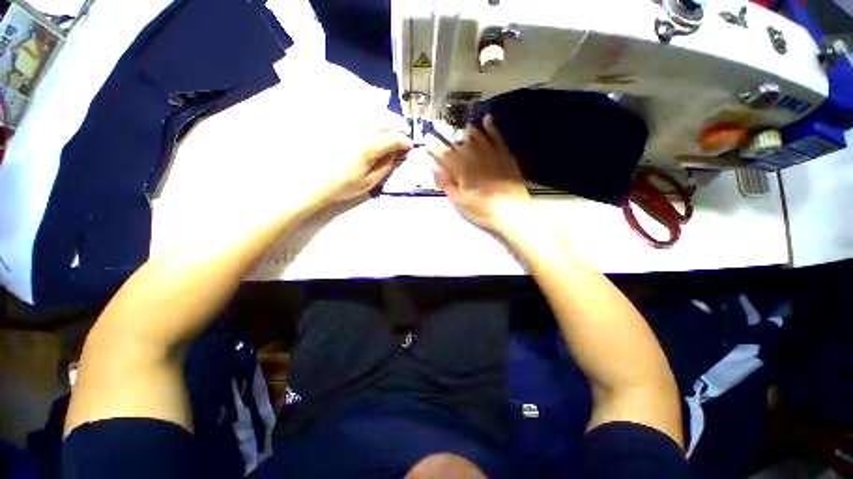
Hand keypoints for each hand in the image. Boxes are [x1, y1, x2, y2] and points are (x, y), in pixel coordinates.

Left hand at [317, 123, 412, 203]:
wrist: (316, 182)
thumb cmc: (345, 185)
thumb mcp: (370, 182)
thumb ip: (386, 166)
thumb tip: (395, 155)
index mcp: (369, 147)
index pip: (393, 139)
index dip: (404, 142)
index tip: (410, 146)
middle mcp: (360, 132)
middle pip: (384, 122)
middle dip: (398, 127)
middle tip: (405, 135)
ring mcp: (349, 127)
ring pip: (372, 116)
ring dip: (386, 121)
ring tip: (392, 129)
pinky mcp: (340, 127)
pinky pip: (359, 117)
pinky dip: (372, 119)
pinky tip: (375, 126)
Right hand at [427, 115, 532, 233]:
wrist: (512, 211)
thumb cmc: (482, 209)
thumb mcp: (459, 201)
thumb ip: (445, 182)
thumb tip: (433, 166)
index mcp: (461, 169)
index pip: (443, 154)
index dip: (434, 146)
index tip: (426, 137)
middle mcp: (474, 156)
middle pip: (457, 141)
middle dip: (445, 131)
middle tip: (437, 123)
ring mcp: (490, 152)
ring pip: (475, 135)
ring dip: (464, 128)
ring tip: (456, 122)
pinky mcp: (504, 154)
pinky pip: (497, 136)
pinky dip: (491, 127)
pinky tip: (487, 118)